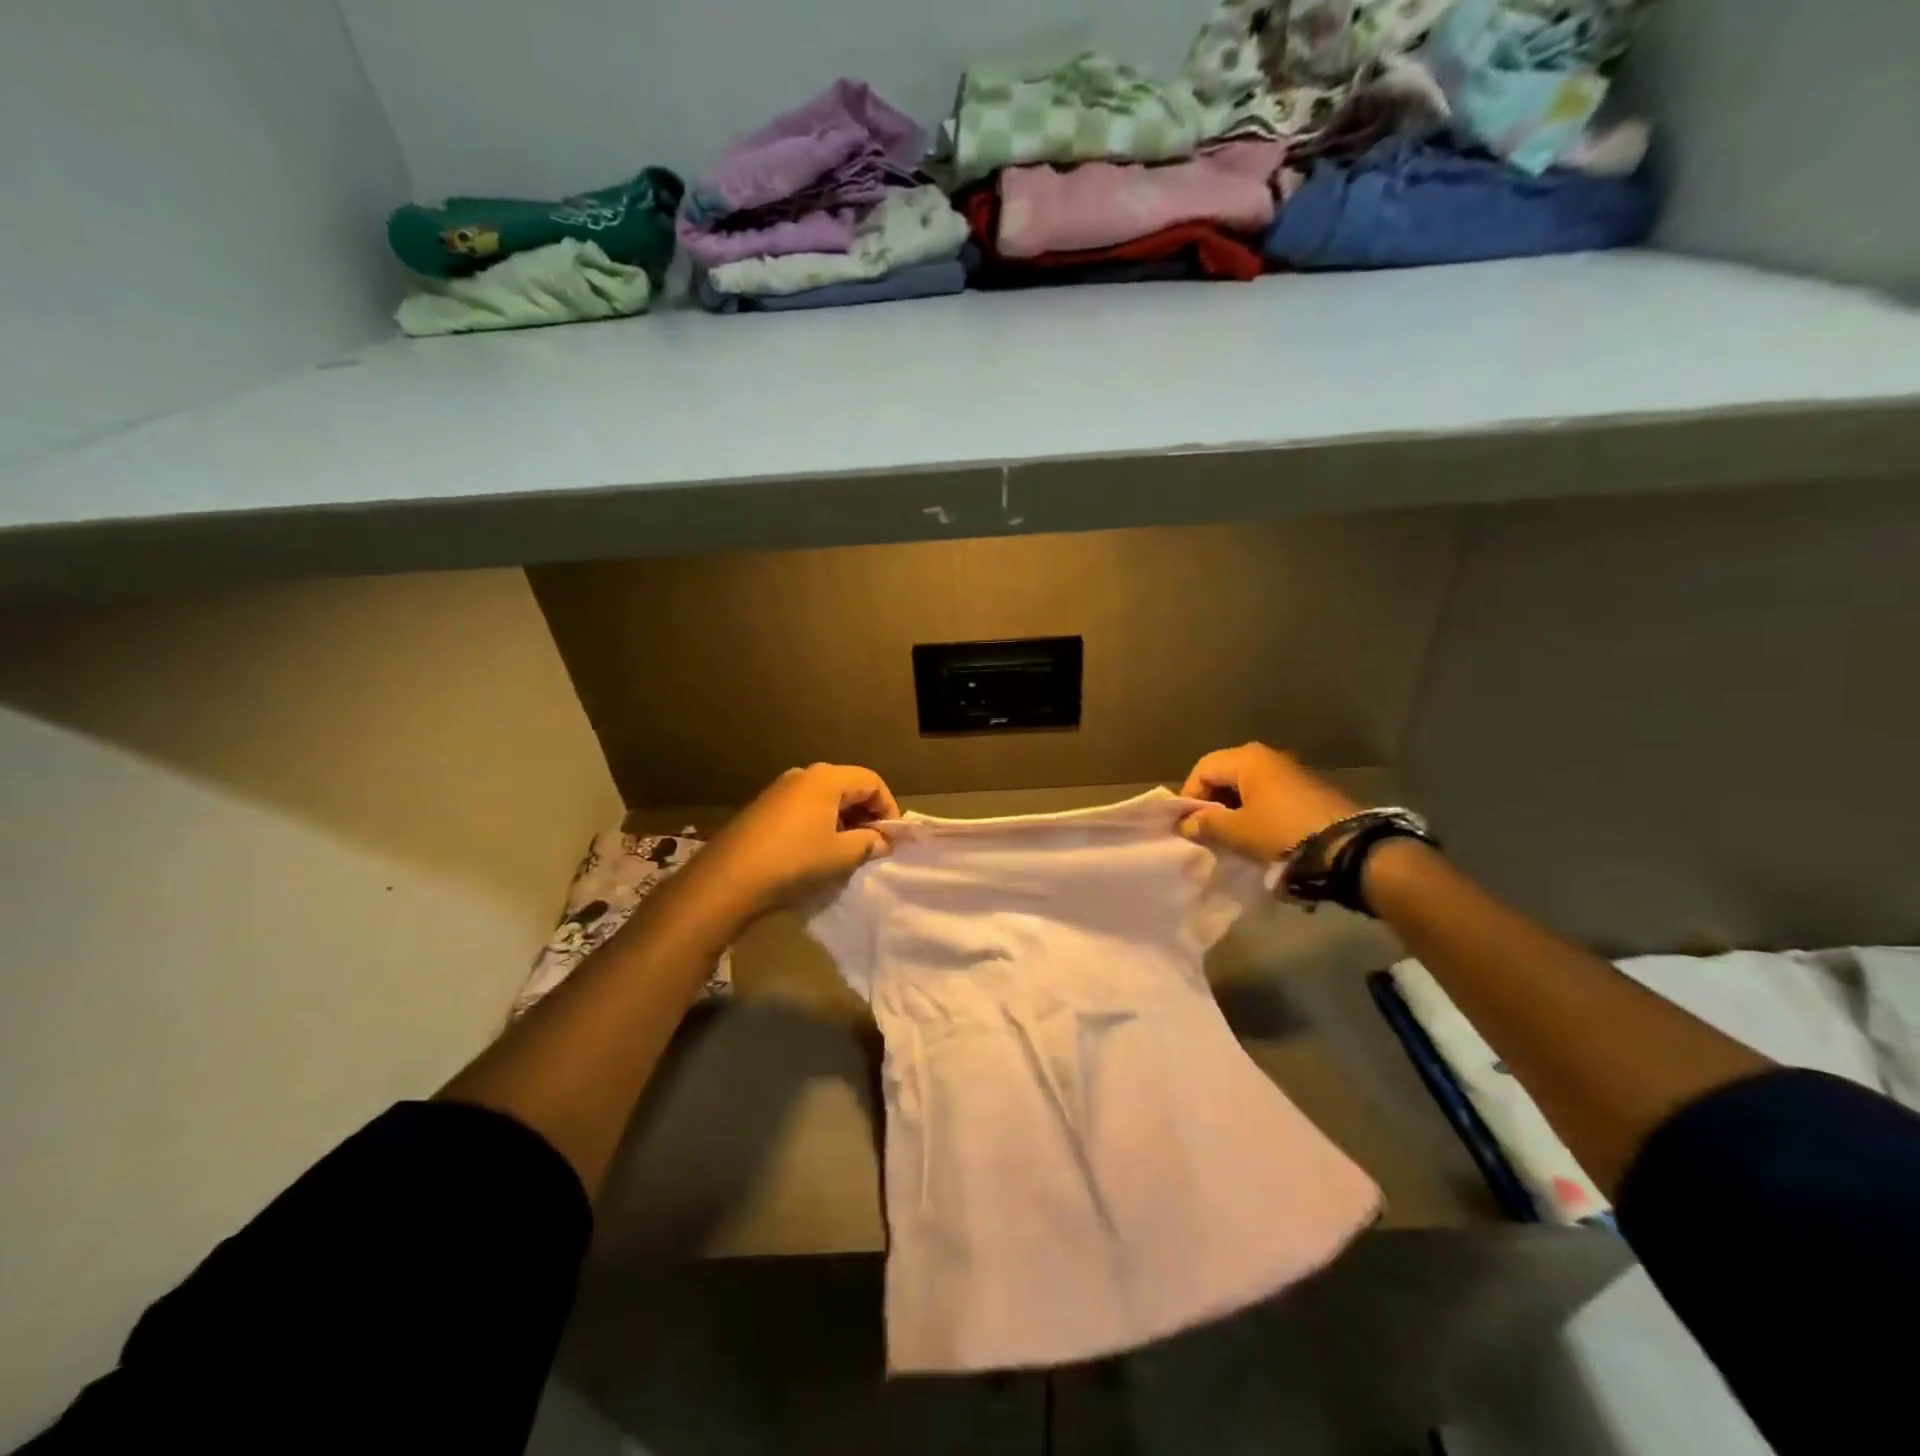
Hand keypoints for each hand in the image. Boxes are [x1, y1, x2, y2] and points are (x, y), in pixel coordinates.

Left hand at [691, 763, 898, 920]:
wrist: (728, 880)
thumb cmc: (793, 861)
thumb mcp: (841, 855)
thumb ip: (868, 843)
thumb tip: (882, 841)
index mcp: (826, 778)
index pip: (872, 781)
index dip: (888, 807)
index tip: (891, 838)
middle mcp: (803, 775)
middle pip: (848, 785)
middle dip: (866, 813)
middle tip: (873, 844)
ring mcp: (780, 789)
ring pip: (825, 798)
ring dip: (843, 820)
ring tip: (847, 851)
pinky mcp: (764, 807)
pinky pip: (804, 807)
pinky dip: (820, 823)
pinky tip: (817, 851)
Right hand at [1178, 743, 1361, 862]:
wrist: (1347, 848)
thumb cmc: (1281, 832)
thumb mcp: (1237, 832)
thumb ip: (1206, 824)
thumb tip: (1187, 823)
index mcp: (1247, 759)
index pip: (1202, 769)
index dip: (1190, 797)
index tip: (1189, 826)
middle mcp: (1268, 756)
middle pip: (1224, 774)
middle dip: (1211, 802)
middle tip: (1207, 831)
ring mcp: (1291, 771)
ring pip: (1247, 786)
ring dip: (1234, 808)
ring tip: (1231, 836)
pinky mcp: (1308, 790)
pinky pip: (1268, 795)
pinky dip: (1256, 811)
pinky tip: (1257, 835)